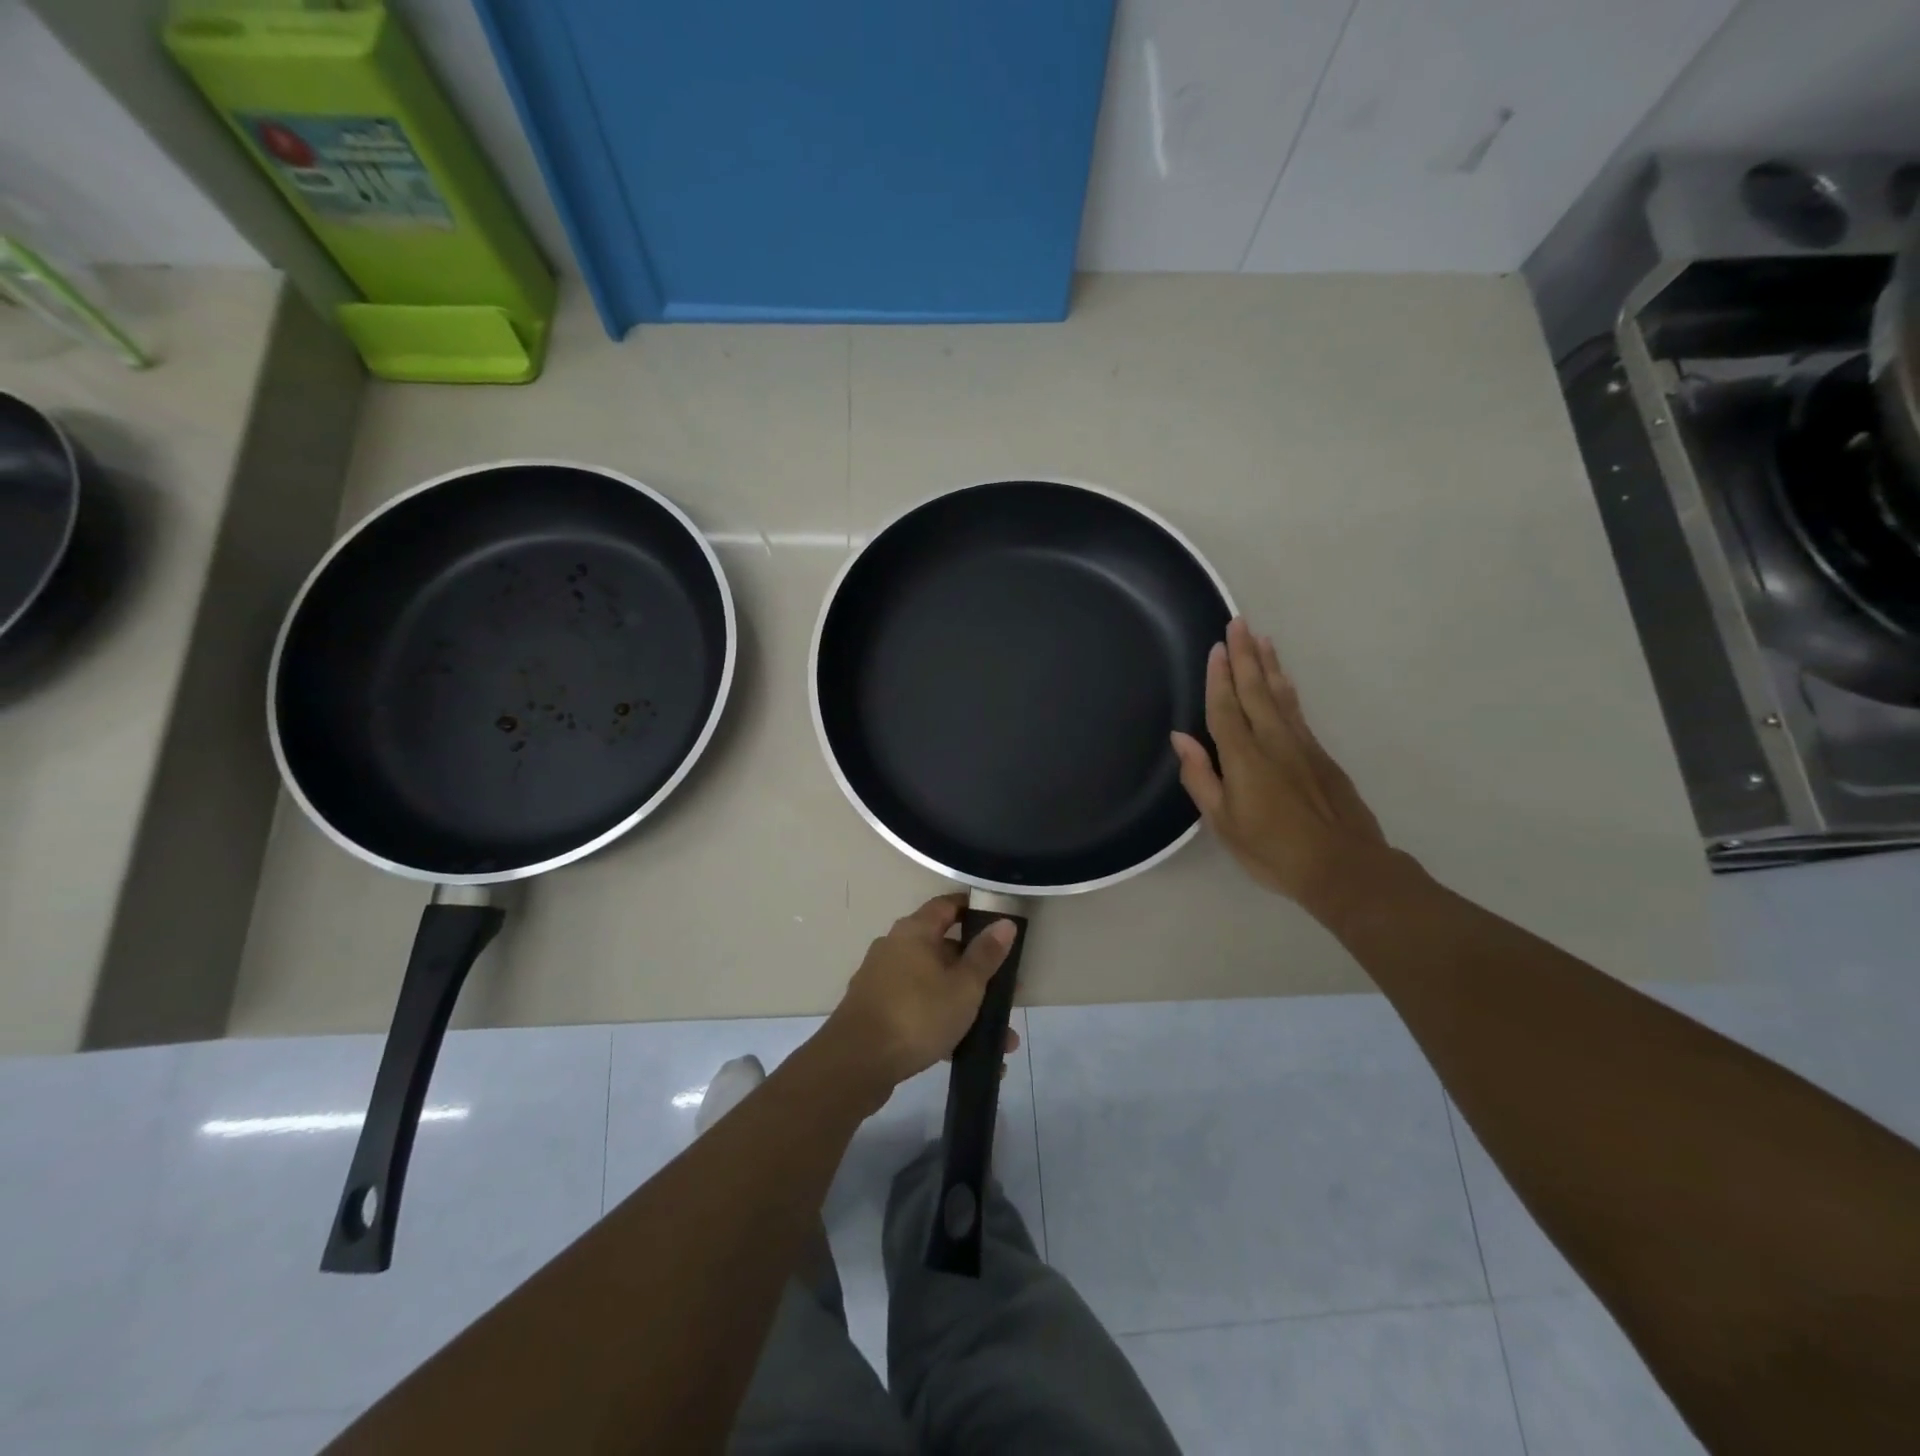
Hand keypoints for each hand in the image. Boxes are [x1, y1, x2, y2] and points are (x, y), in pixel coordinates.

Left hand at [821, 894, 1018, 1097]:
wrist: (856, 1063)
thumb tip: (1005, 922)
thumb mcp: (963, 986)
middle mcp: (896, 948)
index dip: (974, 910)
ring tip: (1001, 1040)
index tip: (1000, 924)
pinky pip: (919, 1010)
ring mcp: (884, 981)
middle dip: (979, 974)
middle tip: (1008, 993)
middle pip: (944, 950)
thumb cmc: (917, 1014)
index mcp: (914, 931)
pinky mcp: (878, 1013)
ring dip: (967, 1008)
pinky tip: (968, 1056)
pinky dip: (944, 1026)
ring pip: (935, 986)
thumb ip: (986, 955)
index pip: (947, 906)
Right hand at [1171, 618, 1392, 914]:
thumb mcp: (1223, 822)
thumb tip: (1181, 738)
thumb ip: (1201, 776)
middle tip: (1238, 622)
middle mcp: (1273, 741)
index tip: (1216, 647)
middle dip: (1245, 655)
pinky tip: (1283, 680)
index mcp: (1244, 757)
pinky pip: (1297, 710)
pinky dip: (1286, 689)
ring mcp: (1301, 745)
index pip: (1225, 707)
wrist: (1343, 867)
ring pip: (1280, 694)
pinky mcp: (1320, 755)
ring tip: (1262, 638)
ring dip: (1268, 664)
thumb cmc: (1272, 850)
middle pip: (1255, 690)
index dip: (1218, 677)